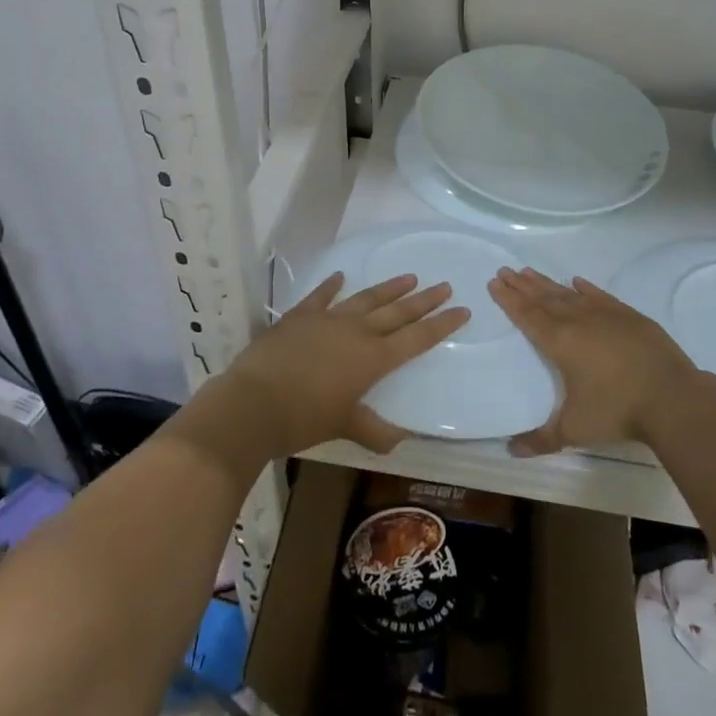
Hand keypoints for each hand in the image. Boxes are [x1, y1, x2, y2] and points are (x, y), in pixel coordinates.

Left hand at [217, 272, 466, 458]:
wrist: (253, 403)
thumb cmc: (303, 419)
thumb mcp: (343, 427)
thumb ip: (373, 430)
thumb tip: (399, 440)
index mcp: (372, 359)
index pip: (416, 339)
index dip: (441, 325)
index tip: (462, 309)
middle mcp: (356, 332)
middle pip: (397, 312)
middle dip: (423, 300)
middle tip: (444, 285)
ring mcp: (327, 319)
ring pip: (366, 299)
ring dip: (388, 288)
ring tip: (409, 277)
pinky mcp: (300, 316)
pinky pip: (321, 296)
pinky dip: (332, 285)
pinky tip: (341, 275)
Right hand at [487, 268, 695, 455]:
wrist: (671, 397)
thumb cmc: (617, 410)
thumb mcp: (574, 430)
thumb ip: (541, 439)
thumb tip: (512, 451)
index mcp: (559, 342)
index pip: (527, 316)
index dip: (509, 300)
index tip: (494, 283)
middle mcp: (577, 320)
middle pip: (543, 298)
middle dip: (522, 285)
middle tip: (505, 270)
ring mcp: (605, 314)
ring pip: (568, 293)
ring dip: (547, 283)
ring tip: (529, 271)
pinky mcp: (628, 315)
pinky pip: (599, 296)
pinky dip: (585, 288)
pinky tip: (577, 281)